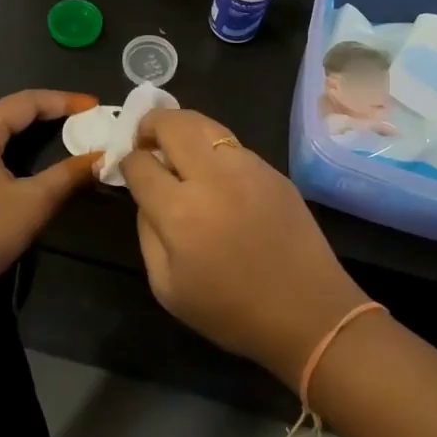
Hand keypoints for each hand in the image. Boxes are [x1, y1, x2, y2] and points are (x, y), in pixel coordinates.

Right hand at [119, 108, 369, 387]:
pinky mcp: (274, 171)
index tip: (129, 170)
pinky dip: (214, 150)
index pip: (140, 163)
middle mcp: (213, 176)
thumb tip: (146, 197)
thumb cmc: (231, 311)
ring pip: (206, 124)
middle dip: (150, 124)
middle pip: (172, 123)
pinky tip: (217, 177)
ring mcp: (248, 168)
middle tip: (146, 140)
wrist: (308, 313)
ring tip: (178, 150)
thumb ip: (147, 233)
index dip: (127, 163)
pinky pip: (233, 146)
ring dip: (184, 130)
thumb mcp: (167, 288)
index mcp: (180, 210)